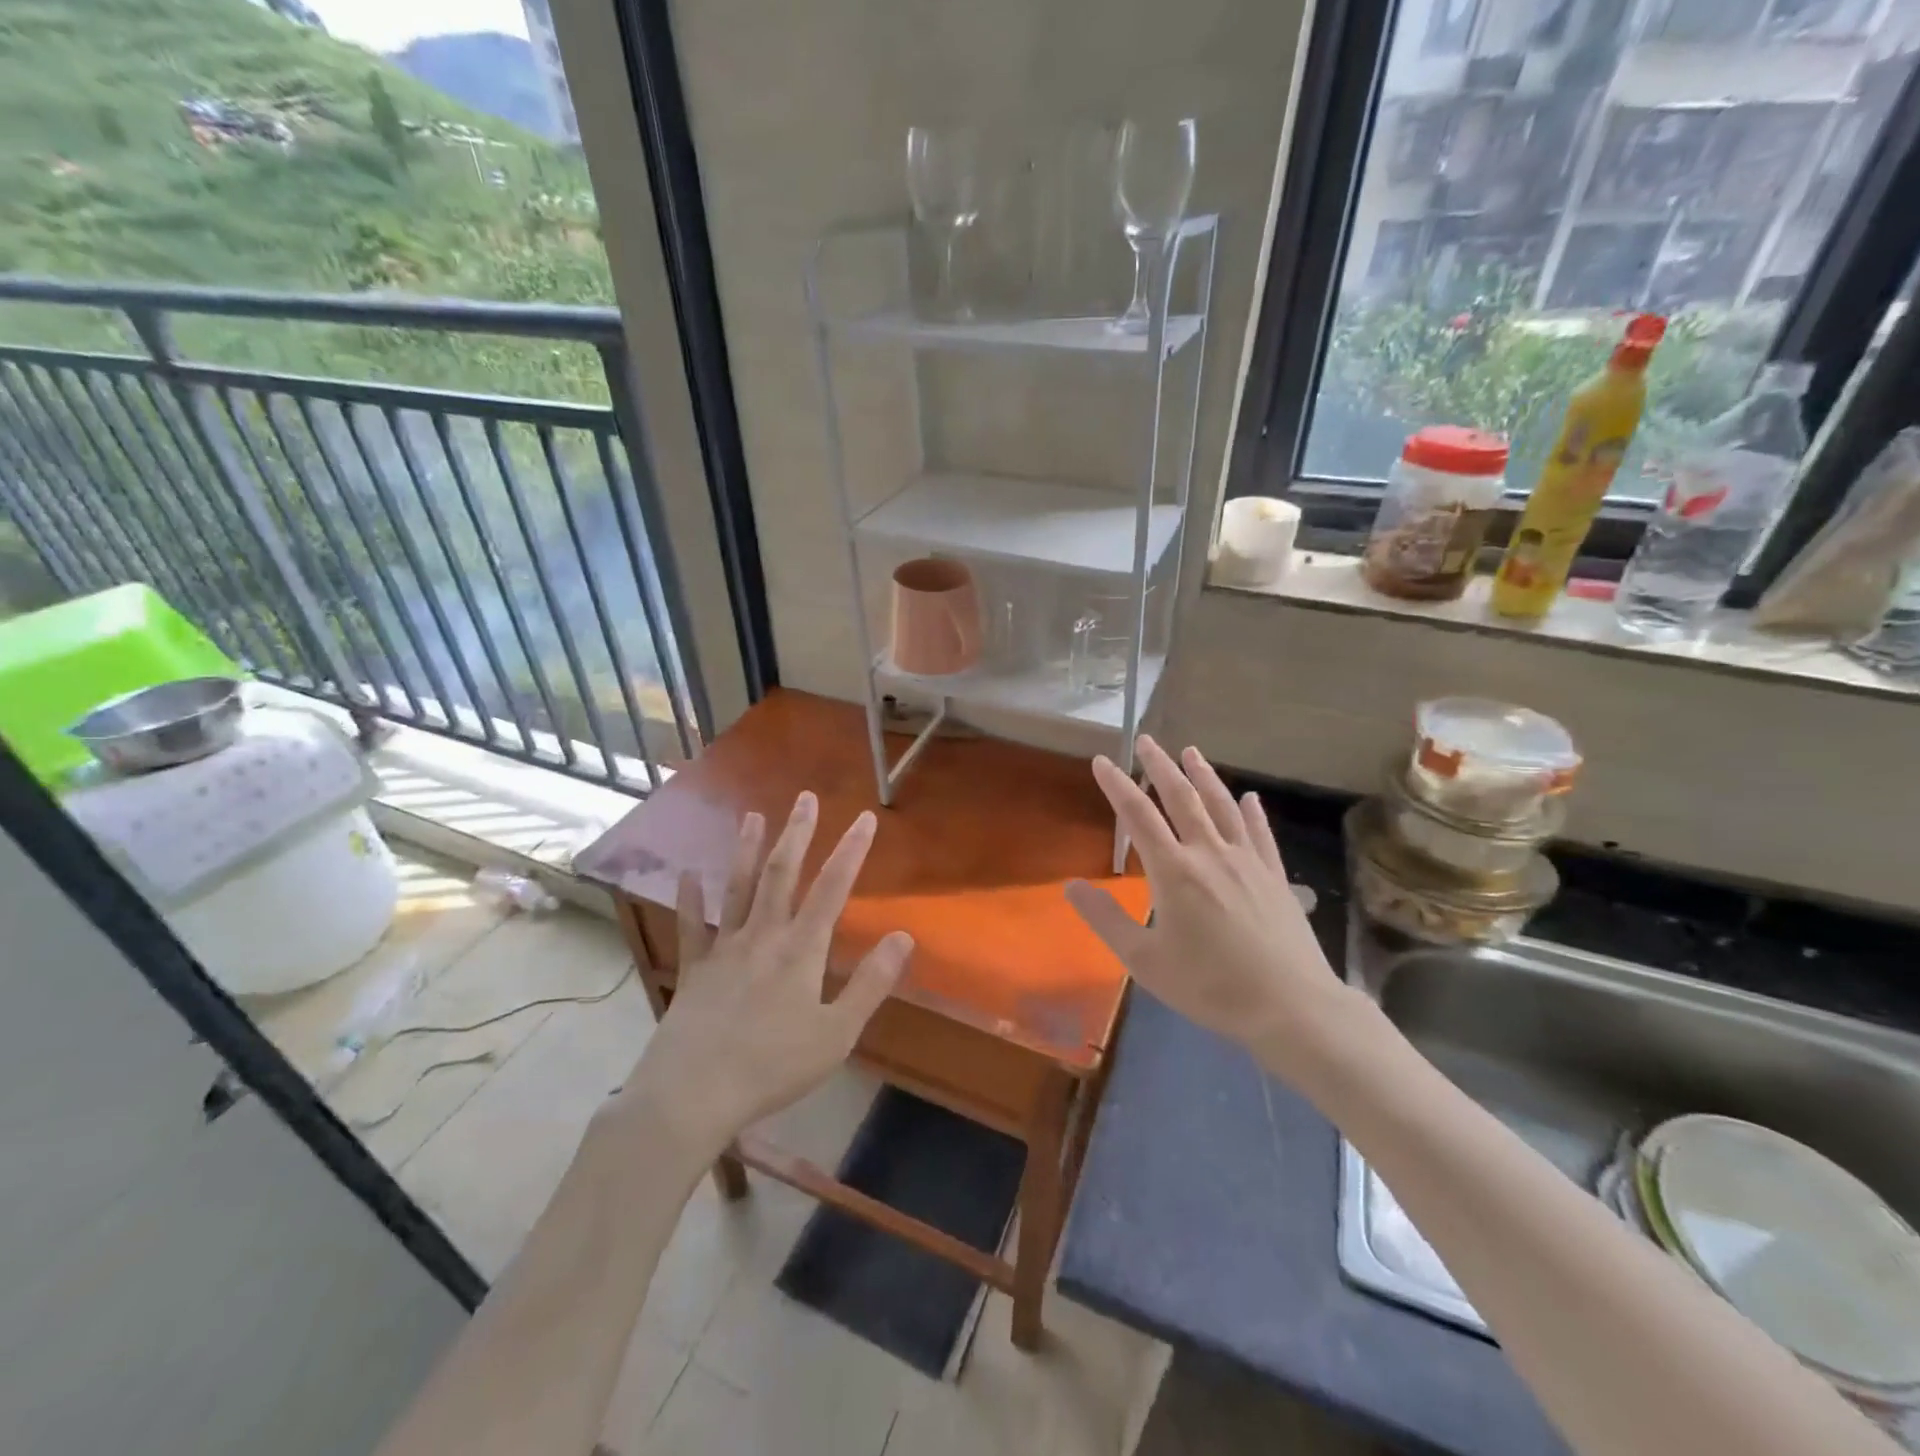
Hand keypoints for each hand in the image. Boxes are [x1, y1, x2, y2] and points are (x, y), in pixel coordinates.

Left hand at [622, 793, 912, 1157]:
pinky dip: (689, 900)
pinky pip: (691, 927)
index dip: (851, 850)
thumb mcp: (836, 1033)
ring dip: (748, 851)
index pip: (832, 888)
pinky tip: (686, 876)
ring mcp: (724, 949)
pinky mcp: (694, 970)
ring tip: (753, 816)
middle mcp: (762, 936)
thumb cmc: (772, 1067)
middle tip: (804, 798)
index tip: (864, 818)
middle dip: (797, 834)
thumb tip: (903, 937)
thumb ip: (870, 983)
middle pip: (782, 874)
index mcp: (801, 950)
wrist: (691, 1095)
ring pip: (739, 889)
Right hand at [1066, 737, 1354, 1059]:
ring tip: (1191, 752)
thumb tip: (1070, 885)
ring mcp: (1247, 861)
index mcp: (1173, 871)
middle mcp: (1209, 853)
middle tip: (1146, 740)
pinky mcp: (1275, 876)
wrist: (1290, 1006)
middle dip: (1160, 766)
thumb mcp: (1144, 960)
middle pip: (1181, 798)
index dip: (1117, 785)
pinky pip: (1260, 833)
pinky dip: (1251, 811)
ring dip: (1203, 776)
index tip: (1102, 761)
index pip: (1138, 815)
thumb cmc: (1210, 985)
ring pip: (1221, 806)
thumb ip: (1106, 919)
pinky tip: (1249, 798)